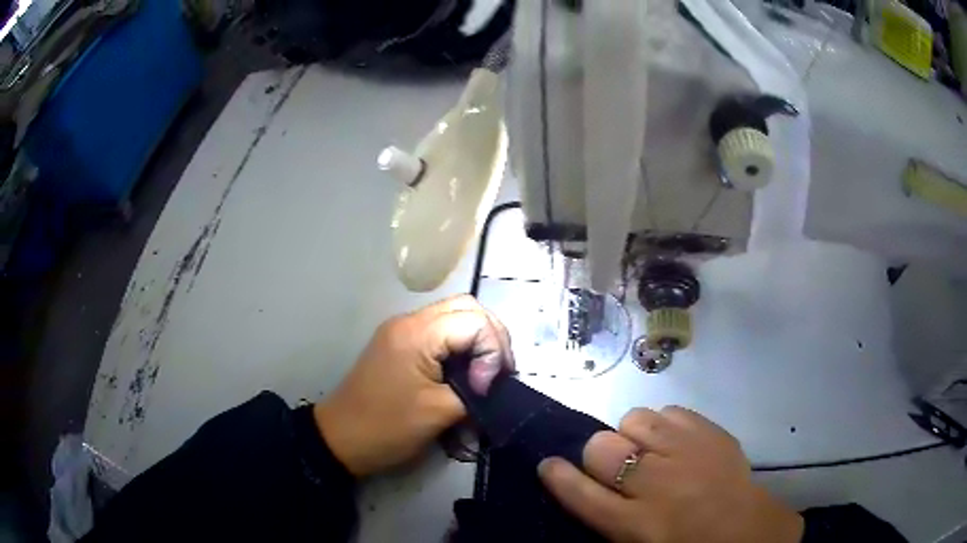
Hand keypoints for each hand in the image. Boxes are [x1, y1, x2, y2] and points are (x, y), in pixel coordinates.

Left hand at [314, 295, 513, 476]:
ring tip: (486, 373)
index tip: (487, 387)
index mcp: (417, 333)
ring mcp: (402, 332)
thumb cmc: (387, 427)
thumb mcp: (439, 413)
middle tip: (498, 372)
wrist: (340, 439)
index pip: (475, 320)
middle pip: (467, 308)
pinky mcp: (400, 346)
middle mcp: (409, 322)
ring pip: (454, 317)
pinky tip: (466, 372)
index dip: (492, 351)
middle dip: (491, 338)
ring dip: (477, 341)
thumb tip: (494, 384)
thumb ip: (475, 392)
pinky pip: (440, 333)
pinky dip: (460, 347)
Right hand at [539, 407, 803, 542]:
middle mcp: (655, 484)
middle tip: (617, 466)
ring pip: (635, 420)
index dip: (558, 475)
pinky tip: (675, 442)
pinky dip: (664, 425)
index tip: (549, 464)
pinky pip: (669, 411)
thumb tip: (583, 483)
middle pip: (602, 448)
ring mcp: (686, 452)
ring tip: (649, 451)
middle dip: (599, 455)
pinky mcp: (710, 432)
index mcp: (633, 524)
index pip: (579, 492)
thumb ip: (607, 517)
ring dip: (633, 435)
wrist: (747, 532)